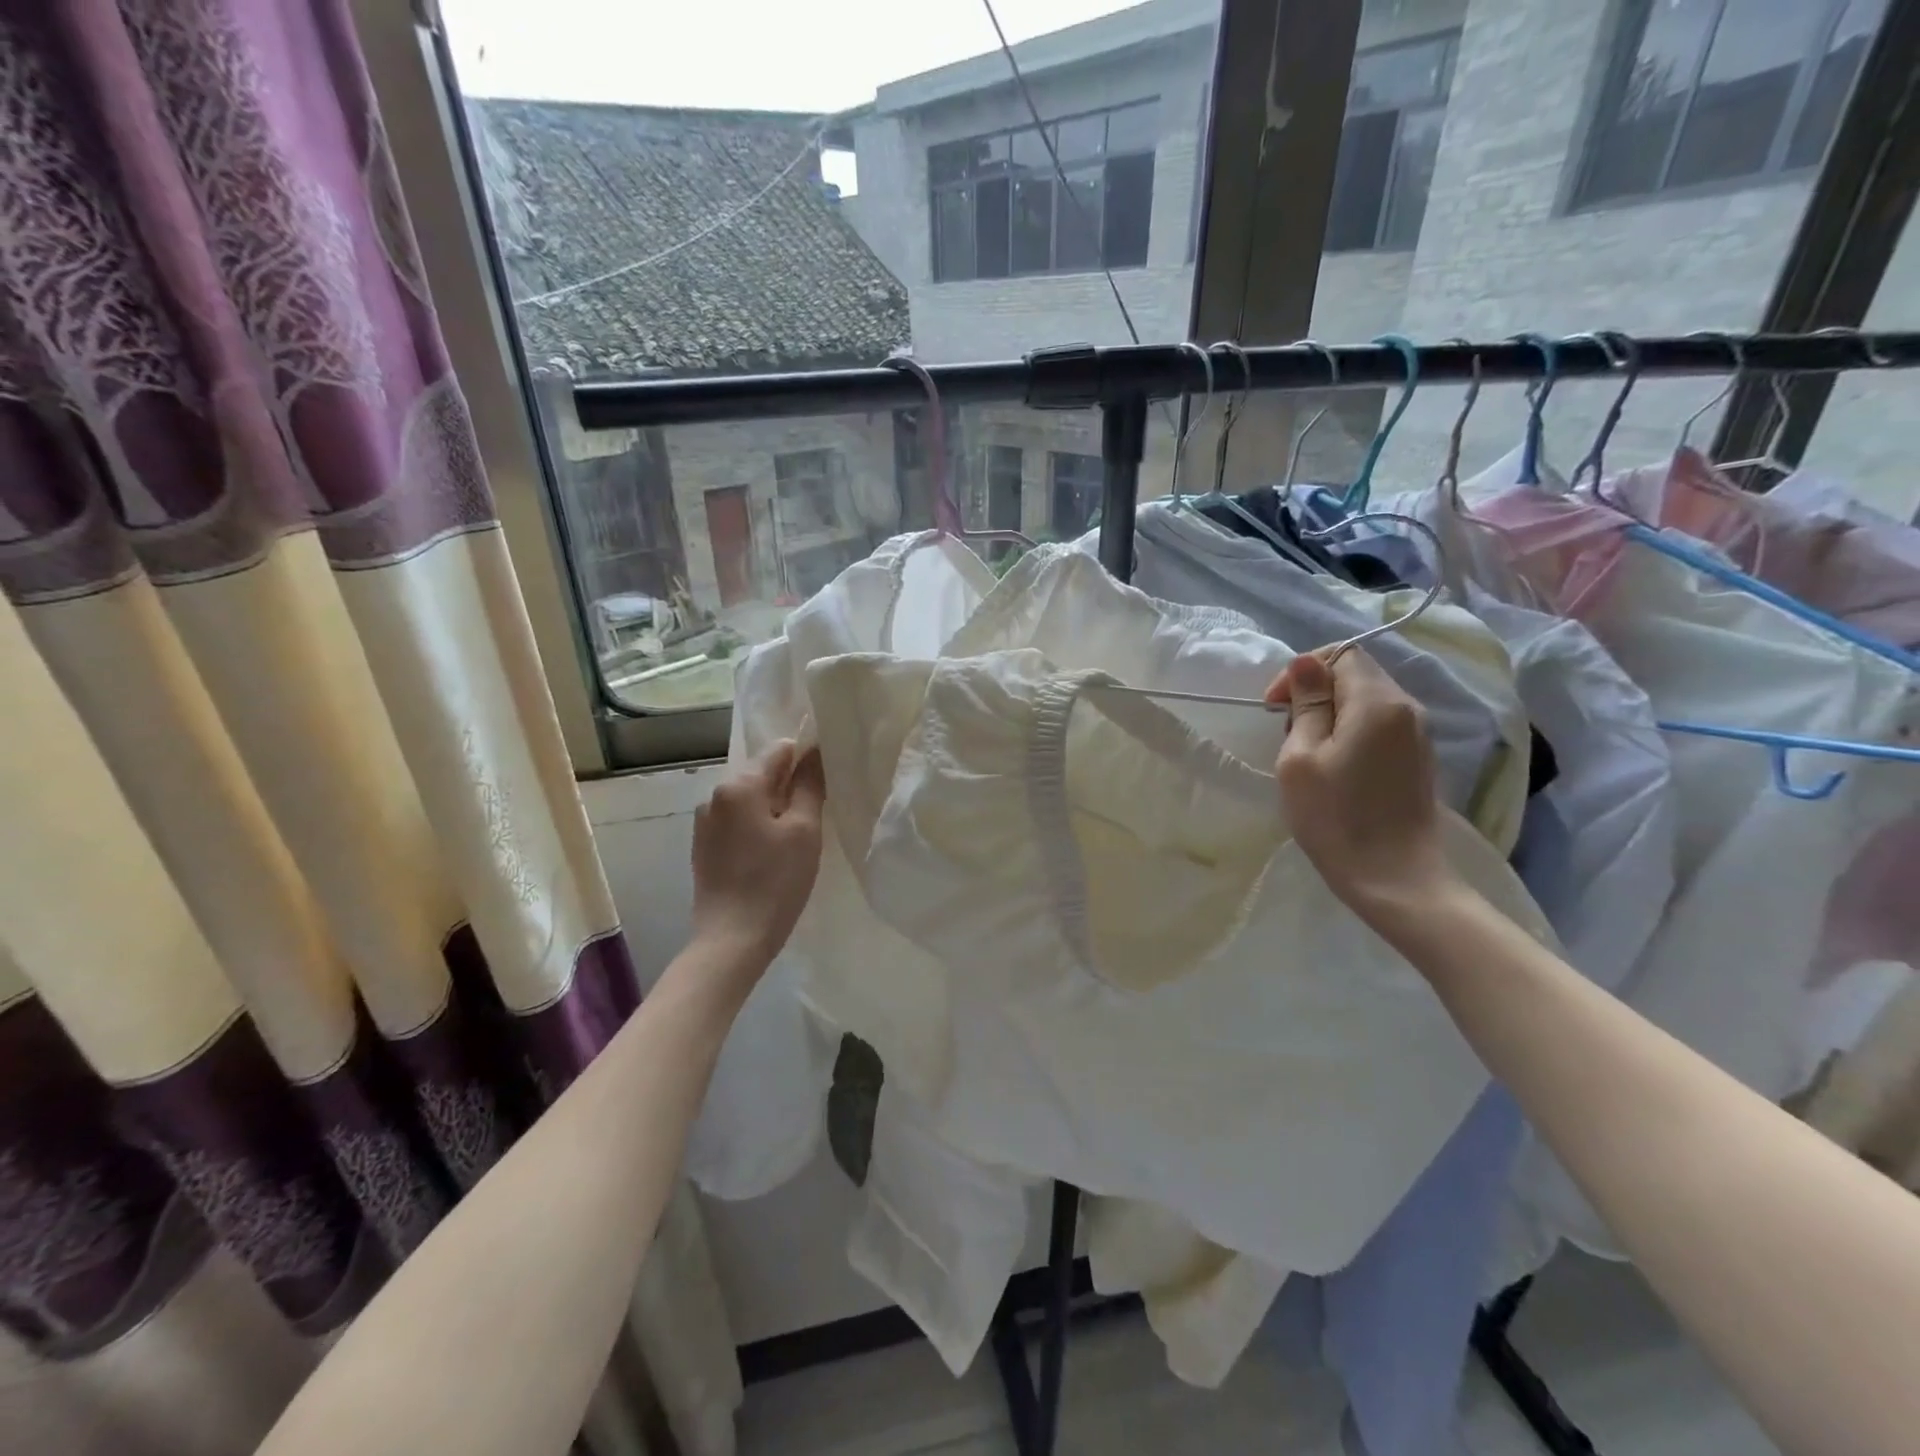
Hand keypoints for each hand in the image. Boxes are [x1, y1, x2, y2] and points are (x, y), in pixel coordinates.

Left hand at [690, 741, 826, 970]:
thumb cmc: (775, 882)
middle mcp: (715, 795)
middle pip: (763, 773)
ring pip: (750, 800)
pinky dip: (757, 827)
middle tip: (815, 817)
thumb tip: (814, 752)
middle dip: (790, 787)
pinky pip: (737, 821)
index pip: (780, 750)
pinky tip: (770, 855)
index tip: (826, 785)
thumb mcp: (804, 830)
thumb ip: (809, 785)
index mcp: (739, 785)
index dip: (807, 760)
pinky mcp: (703, 846)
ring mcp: (705, 822)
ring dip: (774, 809)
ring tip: (794, 840)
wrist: (731, 940)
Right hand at [1266, 648, 1456, 924]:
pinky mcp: (1418, 759)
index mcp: (1378, 701)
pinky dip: (1350, 732)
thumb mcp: (1301, 758)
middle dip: (1315, 692)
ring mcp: (1418, 735)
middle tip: (1286, 733)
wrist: (1395, 879)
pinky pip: (1378, 725)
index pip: (1340, 653)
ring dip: (1330, 713)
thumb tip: (1306, 663)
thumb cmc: (1336, 818)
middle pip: (1356, 673)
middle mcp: (1407, 708)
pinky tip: (1333, 767)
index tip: (1275, 706)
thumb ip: (1306, 704)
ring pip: (1366, 700)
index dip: (1302, 670)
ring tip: (1306, 753)